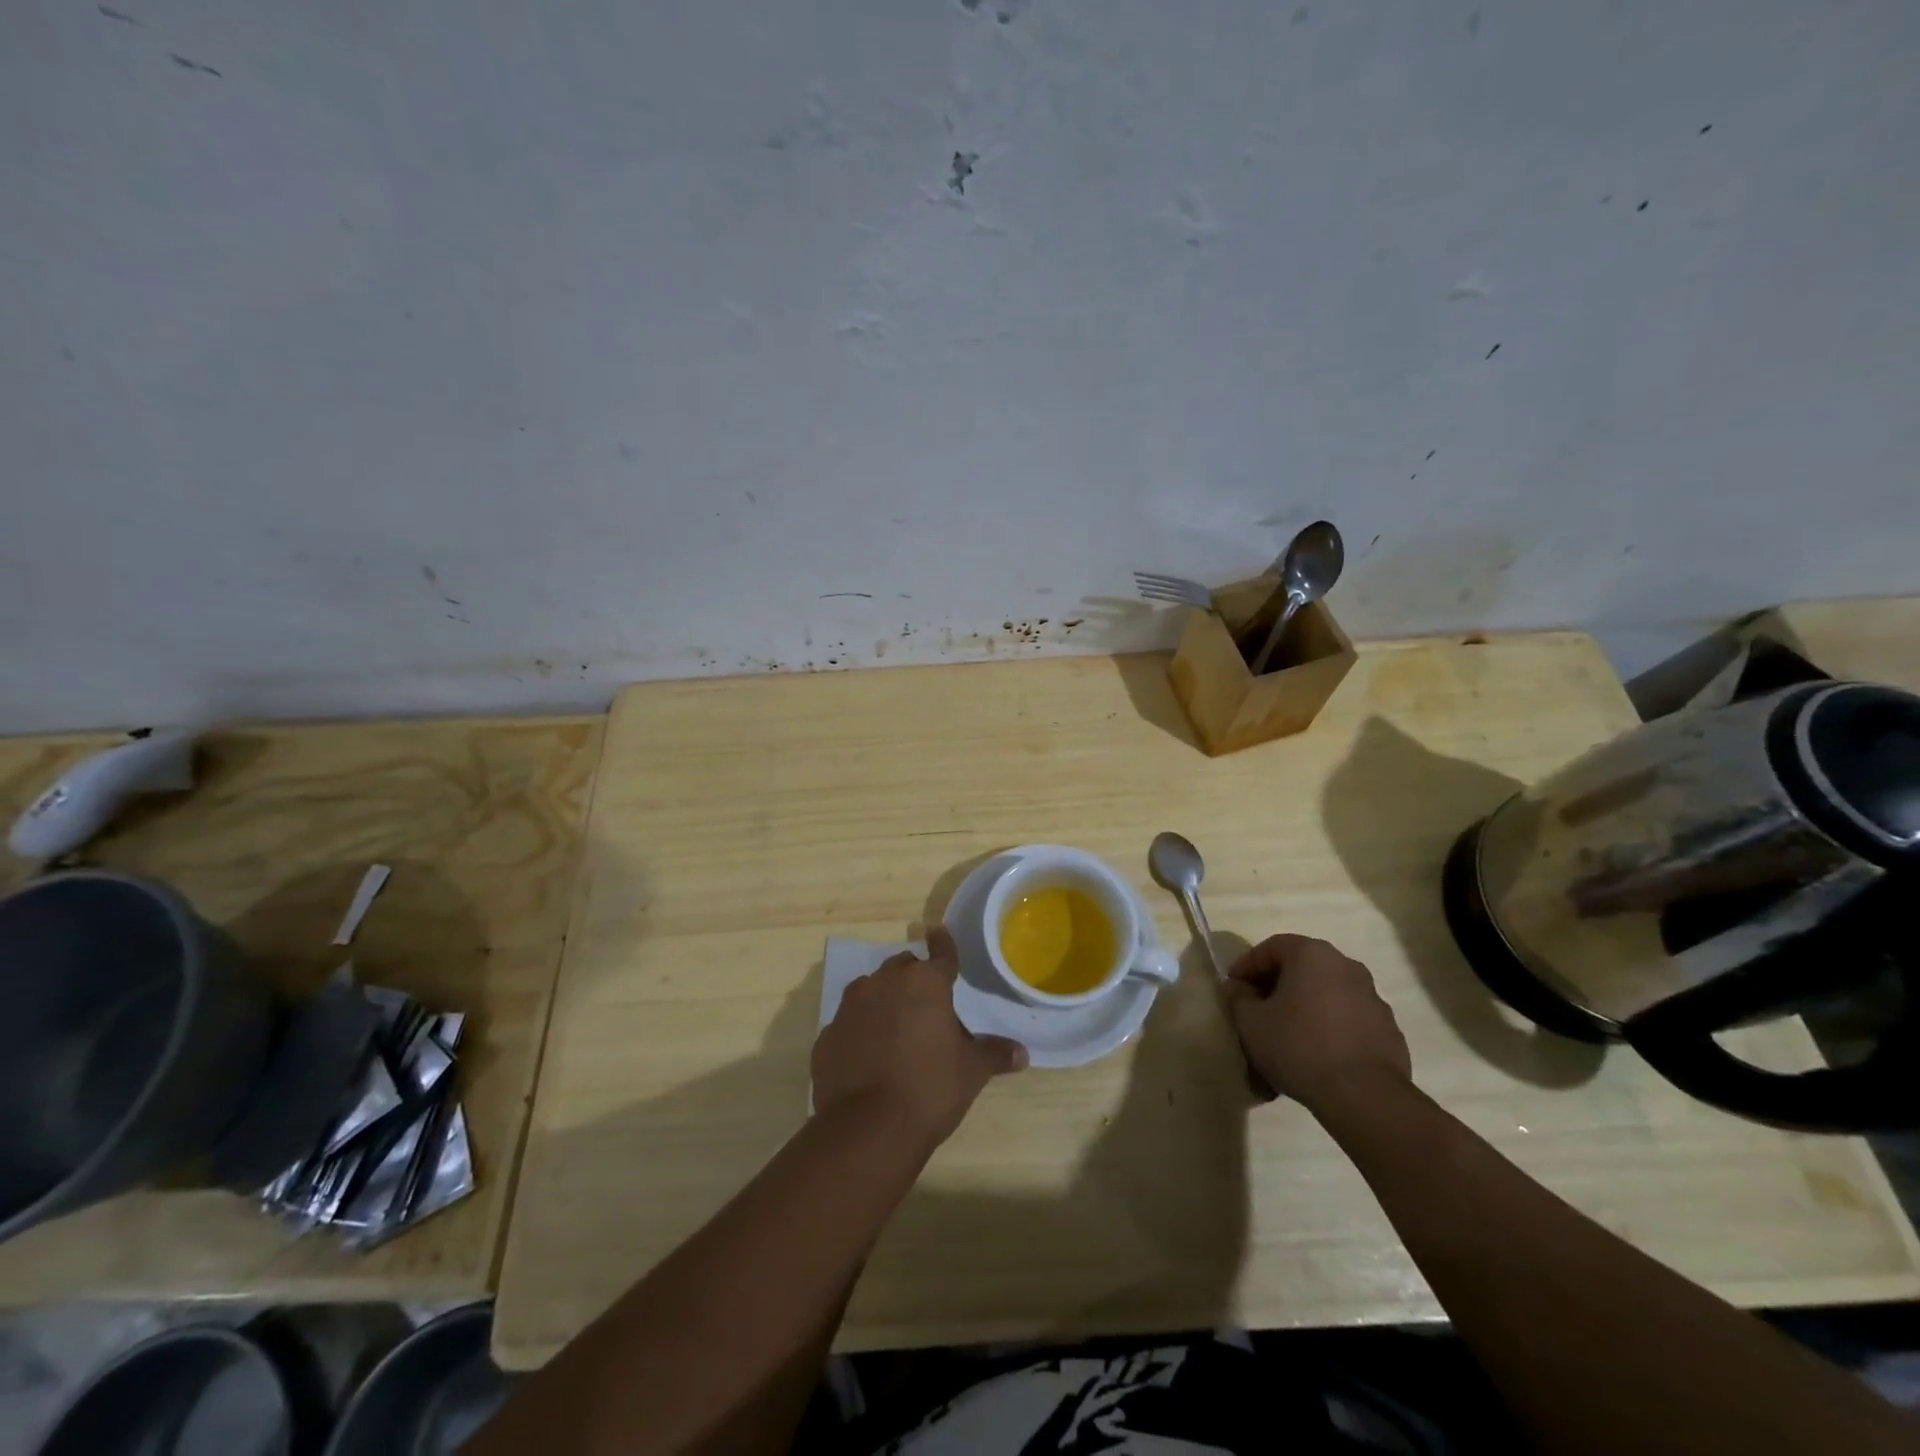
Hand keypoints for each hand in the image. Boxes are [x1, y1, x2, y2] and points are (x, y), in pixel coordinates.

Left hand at [813, 925, 1027, 1152]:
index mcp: (925, 983)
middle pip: (903, 968)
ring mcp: (851, 1007)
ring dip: (885, 1000)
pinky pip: (850, 1022)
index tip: (939, 932)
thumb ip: (994, 1054)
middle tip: (927, 1004)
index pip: (941, 953)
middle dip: (914, 978)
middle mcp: (885, 983)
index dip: (944, 944)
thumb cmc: (929, 1089)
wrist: (865, 1129)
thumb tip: (1022, 1053)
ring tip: (897, 1028)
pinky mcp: (828, 1034)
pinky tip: (869, 1056)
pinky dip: (861, 1030)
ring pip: (871, 989)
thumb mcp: (971, 1072)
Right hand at [1224, 934, 1410, 1111]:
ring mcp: (1373, 998)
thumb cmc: (1298, 1046)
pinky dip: (1329, 1028)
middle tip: (1258, 1010)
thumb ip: (1238, 998)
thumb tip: (1239, 988)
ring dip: (1304, 1008)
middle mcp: (1347, 966)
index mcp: (1312, 955)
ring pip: (1327, 995)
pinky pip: (1348, 1020)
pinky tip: (1316, 1055)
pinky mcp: (1389, 1030)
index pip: (1271, 947)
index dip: (1247, 965)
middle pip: (1302, 968)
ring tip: (1287, 1037)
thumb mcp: (1251, 1022)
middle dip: (1277, 987)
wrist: (1364, 1096)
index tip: (1234, 987)